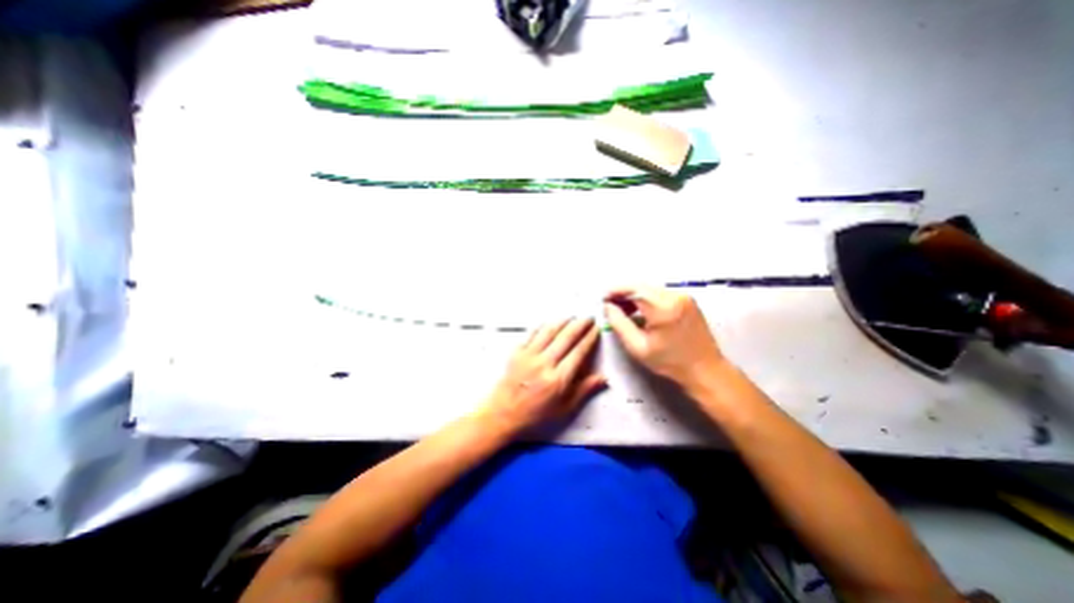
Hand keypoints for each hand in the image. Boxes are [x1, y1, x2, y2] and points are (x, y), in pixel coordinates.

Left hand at [483, 319, 607, 434]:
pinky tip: (548, 322)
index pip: (579, 352)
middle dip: (580, 325)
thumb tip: (604, 378)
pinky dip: (542, 326)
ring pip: (549, 332)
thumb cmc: (536, 414)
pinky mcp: (517, 352)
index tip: (597, 329)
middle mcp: (545, 363)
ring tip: (572, 316)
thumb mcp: (564, 409)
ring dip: (562, 322)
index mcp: (558, 379)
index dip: (589, 338)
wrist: (503, 414)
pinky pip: (531, 334)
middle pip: (566, 338)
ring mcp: (529, 355)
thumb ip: (584, 391)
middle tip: (589, 317)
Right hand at [604, 288, 720, 390]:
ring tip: (623, 310)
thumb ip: (619, 323)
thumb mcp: (638, 346)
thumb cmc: (670, 362)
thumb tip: (608, 306)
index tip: (604, 298)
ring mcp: (684, 296)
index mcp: (663, 307)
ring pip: (650, 289)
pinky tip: (640, 311)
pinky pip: (661, 293)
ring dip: (635, 296)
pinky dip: (647, 299)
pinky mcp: (688, 300)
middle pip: (642, 286)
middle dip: (624, 293)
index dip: (616, 291)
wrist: (705, 370)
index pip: (633, 289)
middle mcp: (675, 296)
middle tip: (611, 305)